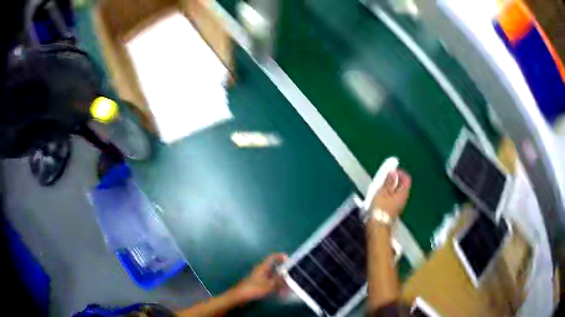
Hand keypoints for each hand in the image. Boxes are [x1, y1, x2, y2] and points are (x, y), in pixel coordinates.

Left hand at [233, 253, 287, 302]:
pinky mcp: (258, 284)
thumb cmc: (254, 288)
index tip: (290, 259)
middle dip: (283, 270)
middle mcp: (261, 270)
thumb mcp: (270, 285)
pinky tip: (281, 292)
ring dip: (280, 279)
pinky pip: (270, 282)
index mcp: (263, 267)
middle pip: (274, 267)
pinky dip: (276, 285)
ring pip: (272, 276)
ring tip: (289, 284)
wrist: (240, 296)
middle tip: (293, 273)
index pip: (272, 257)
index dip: (280, 256)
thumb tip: (288, 276)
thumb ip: (280, 280)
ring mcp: (259, 277)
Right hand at [370, 169, 410, 217]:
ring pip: (398, 193)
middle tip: (385, 178)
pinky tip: (380, 197)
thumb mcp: (382, 192)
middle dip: (395, 180)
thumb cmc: (380, 208)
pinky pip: (394, 199)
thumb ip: (388, 181)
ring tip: (380, 187)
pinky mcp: (394, 211)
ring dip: (391, 188)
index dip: (400, 173)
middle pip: (403, 186)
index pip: (406, 179)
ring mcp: (399, 206)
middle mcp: (404, 199)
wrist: (377, 227)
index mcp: (403, 193)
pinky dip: (389, 195)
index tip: (391, 171)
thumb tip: (393, 172)